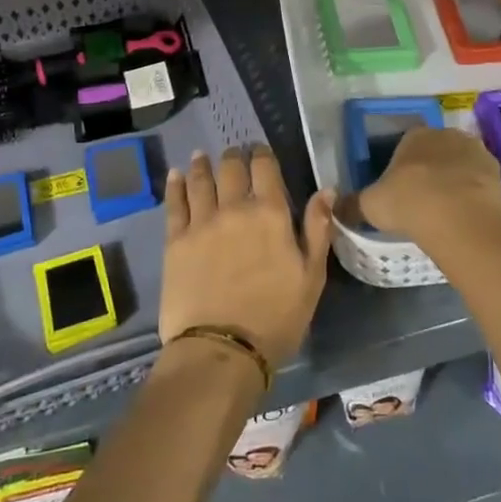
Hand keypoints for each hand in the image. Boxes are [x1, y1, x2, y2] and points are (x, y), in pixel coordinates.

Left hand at [159, 145, 331, 369]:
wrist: (222, 349)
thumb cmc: (276, 317)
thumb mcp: (312, 277)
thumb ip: (318, 229)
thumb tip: (326, 189)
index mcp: (270, 213)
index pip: (265, 168)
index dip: (262, 154)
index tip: (260, 151)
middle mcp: (234, 208)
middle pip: (231, 168)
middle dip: (234, 156)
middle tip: (234, 154)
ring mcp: (201, 222)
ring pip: (201, 180)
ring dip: (202, 164)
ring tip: (201, 155)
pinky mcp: (175, 241)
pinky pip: (174, 203)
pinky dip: (175, 185)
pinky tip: (175, 175)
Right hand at [340, 127, 500, 240]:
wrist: (458, 218)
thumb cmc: (408, 203)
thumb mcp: (370, 205)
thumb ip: (351, 204)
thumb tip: (333, 208)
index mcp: (414, 135)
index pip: (406, 144)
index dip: (403, 167)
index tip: (400, 189)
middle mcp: (445, 135)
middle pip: (435, 151)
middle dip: (431, 169)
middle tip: (423, 200)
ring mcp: (475, 151)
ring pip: (460, 164)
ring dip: (455, 179)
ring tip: (446, 210)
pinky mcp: (496, 171)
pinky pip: (480, 180)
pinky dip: (474, 193)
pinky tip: (466, 213)